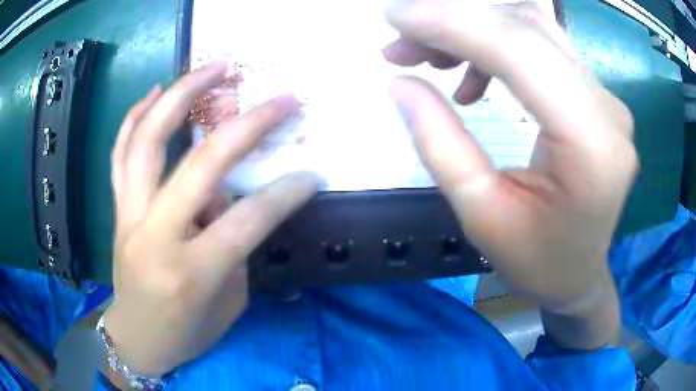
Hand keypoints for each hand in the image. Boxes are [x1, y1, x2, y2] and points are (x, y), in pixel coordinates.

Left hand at [104, 62, 318, 375]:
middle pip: (200, 165)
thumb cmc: (187, 333)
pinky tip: (156, 92)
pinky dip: (136, 117)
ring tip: (212, 68)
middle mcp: (155, 236)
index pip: (246, 220)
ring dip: (182, 95)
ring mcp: (129, 216)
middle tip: (279, 98)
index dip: (286, 194)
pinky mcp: (117, 208)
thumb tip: (231, 196)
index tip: (313, 173)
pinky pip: (121, 153)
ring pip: (149, 141)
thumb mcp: (227, 302)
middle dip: (247, 125)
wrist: (137, 338)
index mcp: (191, 272)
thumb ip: (232, 246)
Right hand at [384, 0, 635, 348]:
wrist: (579, 275)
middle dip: (456, 21)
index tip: (395, 16)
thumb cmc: (537, 261)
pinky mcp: (598, 98)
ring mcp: (607, 100)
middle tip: (401, 40)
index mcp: (591, 146)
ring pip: (534, 30)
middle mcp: (608, 110)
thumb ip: (440, 143)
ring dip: (474, 29)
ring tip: (428, 55)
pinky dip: (498, 47)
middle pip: (528, 29)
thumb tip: (399, 82)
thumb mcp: (480, 215)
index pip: (520, 51)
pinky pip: (544, 49)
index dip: (453, 23)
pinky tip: (473, 76)